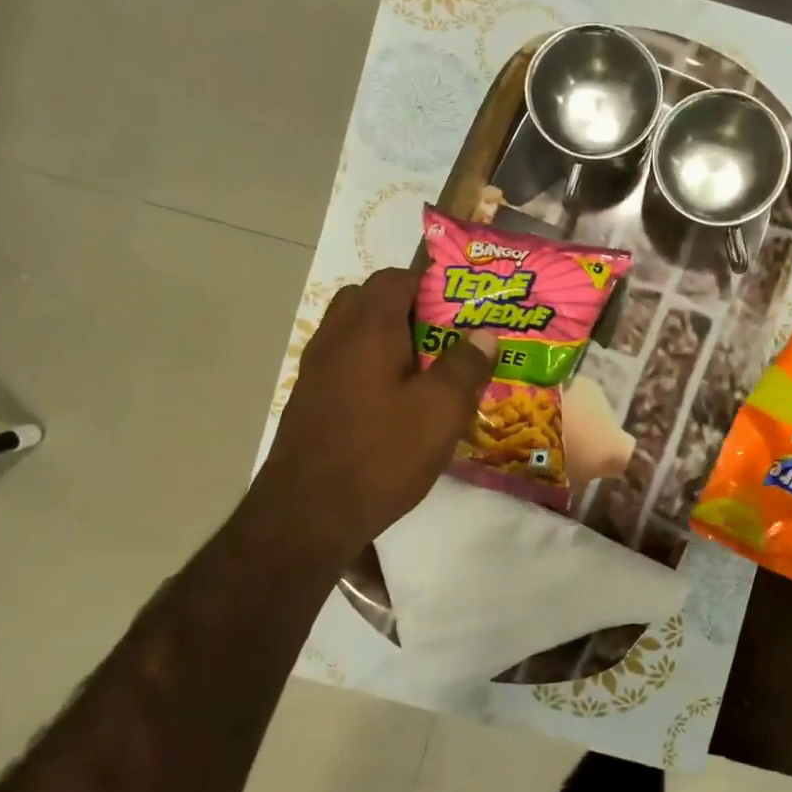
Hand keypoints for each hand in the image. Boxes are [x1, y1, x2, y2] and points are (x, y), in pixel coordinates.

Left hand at [246, 268, 494, 560]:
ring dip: (390, 338)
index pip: (396, 277)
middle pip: (370, 300)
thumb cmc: (382, 453)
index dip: (430, 280)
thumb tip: (483, 334)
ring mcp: (317, 370)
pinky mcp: (310, 401)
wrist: (308, 514)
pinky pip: (346, 364)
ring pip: (355, 333)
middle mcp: (336, 338)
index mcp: (369, 328)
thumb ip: (465, 365)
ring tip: (428, 368)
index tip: (462, 300)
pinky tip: (397, 402)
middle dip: (410, 307)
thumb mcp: (441, 410)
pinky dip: (372, 366)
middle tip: (447, 334)